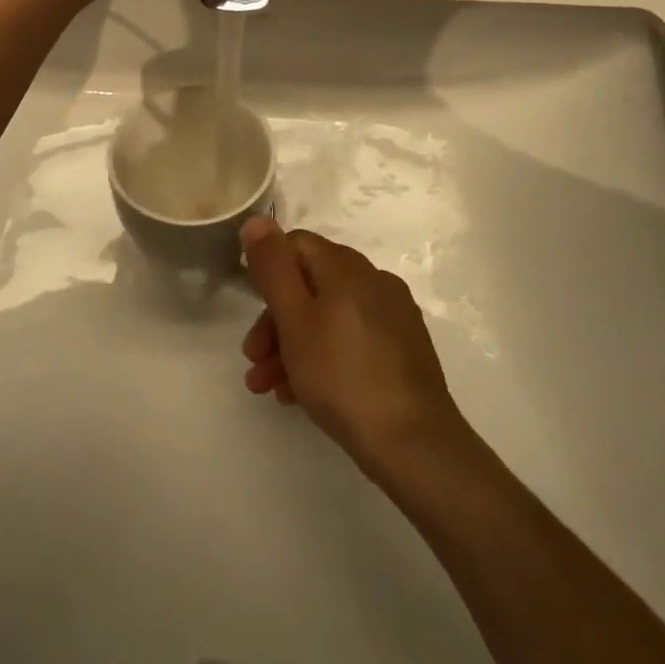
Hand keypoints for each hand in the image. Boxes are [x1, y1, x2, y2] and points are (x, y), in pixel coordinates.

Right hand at [239, 219, 467, 473]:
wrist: (415, 443)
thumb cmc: (343, 376)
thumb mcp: (295, 319)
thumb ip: (273, 267)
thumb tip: (257, 220)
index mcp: (347, 266)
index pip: (296, 245)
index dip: (268, 273)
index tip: (249, 311)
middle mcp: (373, 280)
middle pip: (311, 285)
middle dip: (276, 321)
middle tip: (254, 361)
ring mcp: (393, 315)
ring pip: (330, 317)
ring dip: (294, 345)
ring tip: (270, 388)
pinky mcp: (404, 349)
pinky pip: (352, 340)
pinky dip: (324, 358)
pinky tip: (304, 395)